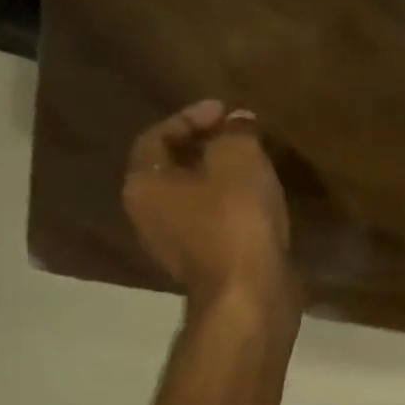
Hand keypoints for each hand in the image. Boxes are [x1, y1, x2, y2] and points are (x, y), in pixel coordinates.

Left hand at [123, 99, 294, 314]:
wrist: (249, 294)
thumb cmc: (235, 221)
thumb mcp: (239, 160)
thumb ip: (235, 132)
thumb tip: (237, 120)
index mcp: (144, 184)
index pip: (158, 136)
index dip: (192, 116)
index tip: (228, 110)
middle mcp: (148, 214)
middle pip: (173, 167)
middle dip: (206, 146)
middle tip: (242, 133)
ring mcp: (175, 243)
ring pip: (195, 196)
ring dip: (221, 177)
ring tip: (255, 163)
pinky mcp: (205, 263)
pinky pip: (214, 220)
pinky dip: (232, 204)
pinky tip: (260, 199)